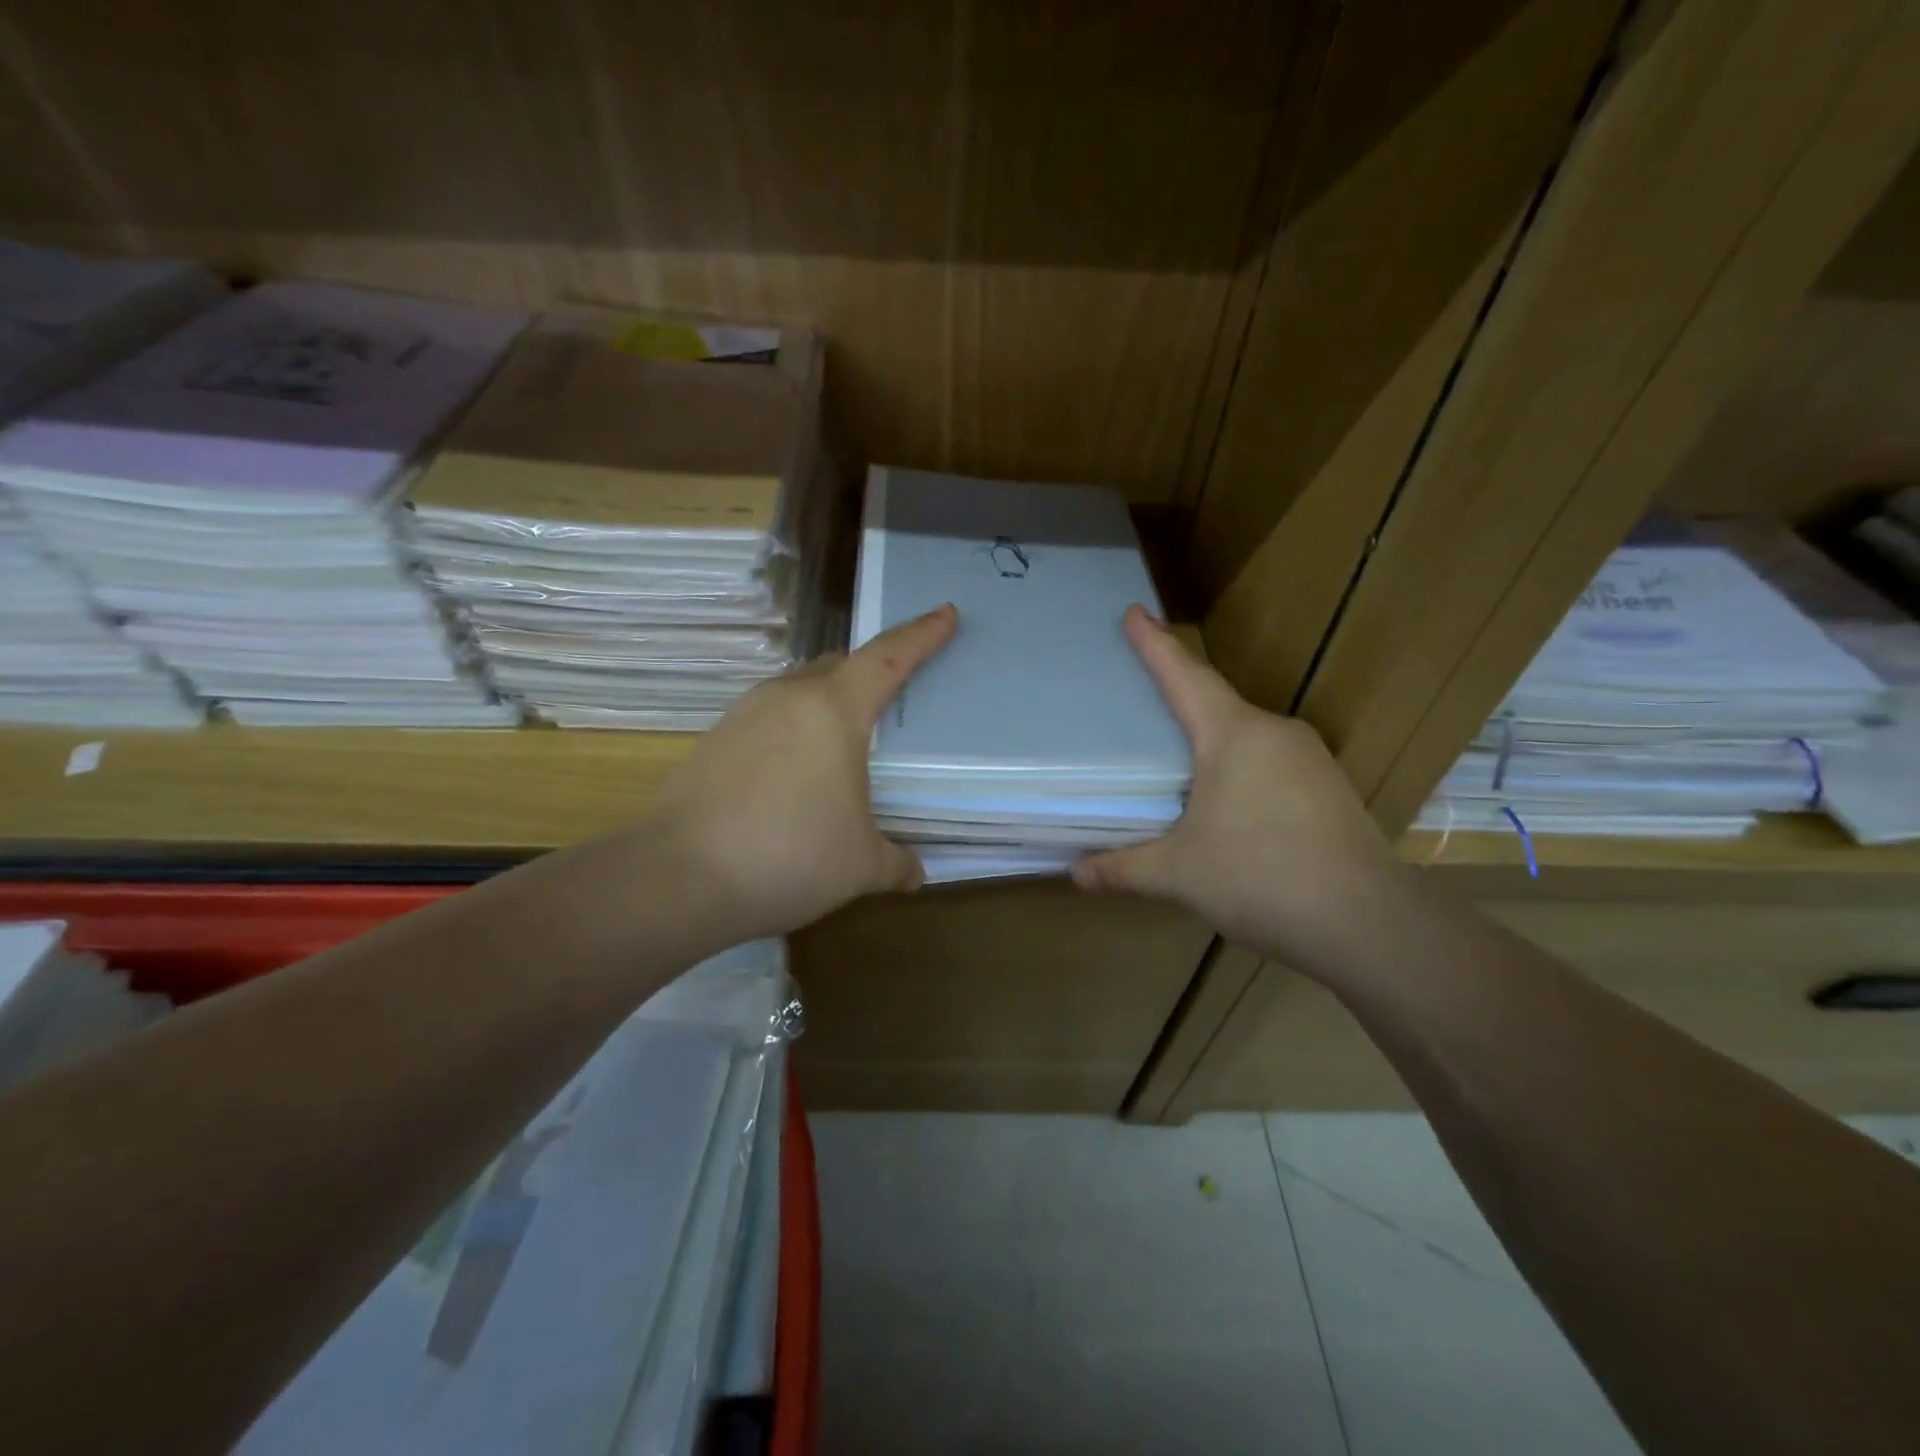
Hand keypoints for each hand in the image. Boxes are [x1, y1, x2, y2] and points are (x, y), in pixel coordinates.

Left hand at [645, 604, 957, 940]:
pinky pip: (768, 720)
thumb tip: (915, 873)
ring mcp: (743, 716)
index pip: (888, 657)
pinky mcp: (713, 741)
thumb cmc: (790, 857)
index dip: (921, 635)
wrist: (678, 878)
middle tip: (893, 694)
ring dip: (827, 703)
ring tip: (843, 742)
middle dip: (870, 671)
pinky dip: (792, 732)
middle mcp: (787, 698)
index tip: (945, 613)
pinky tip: (794, 775)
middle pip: (839, 665)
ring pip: (799, 690)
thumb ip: (896, 863)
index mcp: (834, 710)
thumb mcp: (859, 865)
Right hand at [1073, 607, 1401, 972]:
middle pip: (1216, 700)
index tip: (1134, 611)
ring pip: (1246, 732)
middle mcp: (1275, 733)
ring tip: (1179, 749)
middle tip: (1143, 689)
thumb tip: (1075, 874)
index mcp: (1234, 735)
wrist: (1368, 924)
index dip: (1155, 644)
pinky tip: (1226, 795)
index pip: (1184, 676)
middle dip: (1180, 691)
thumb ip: (1124, 868)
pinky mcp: (1328, 788)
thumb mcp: (1180, 874)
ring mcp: (1310, 759)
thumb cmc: (1261, 879)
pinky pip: (1270, 759)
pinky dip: (1239, 763)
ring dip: (1211, 734)